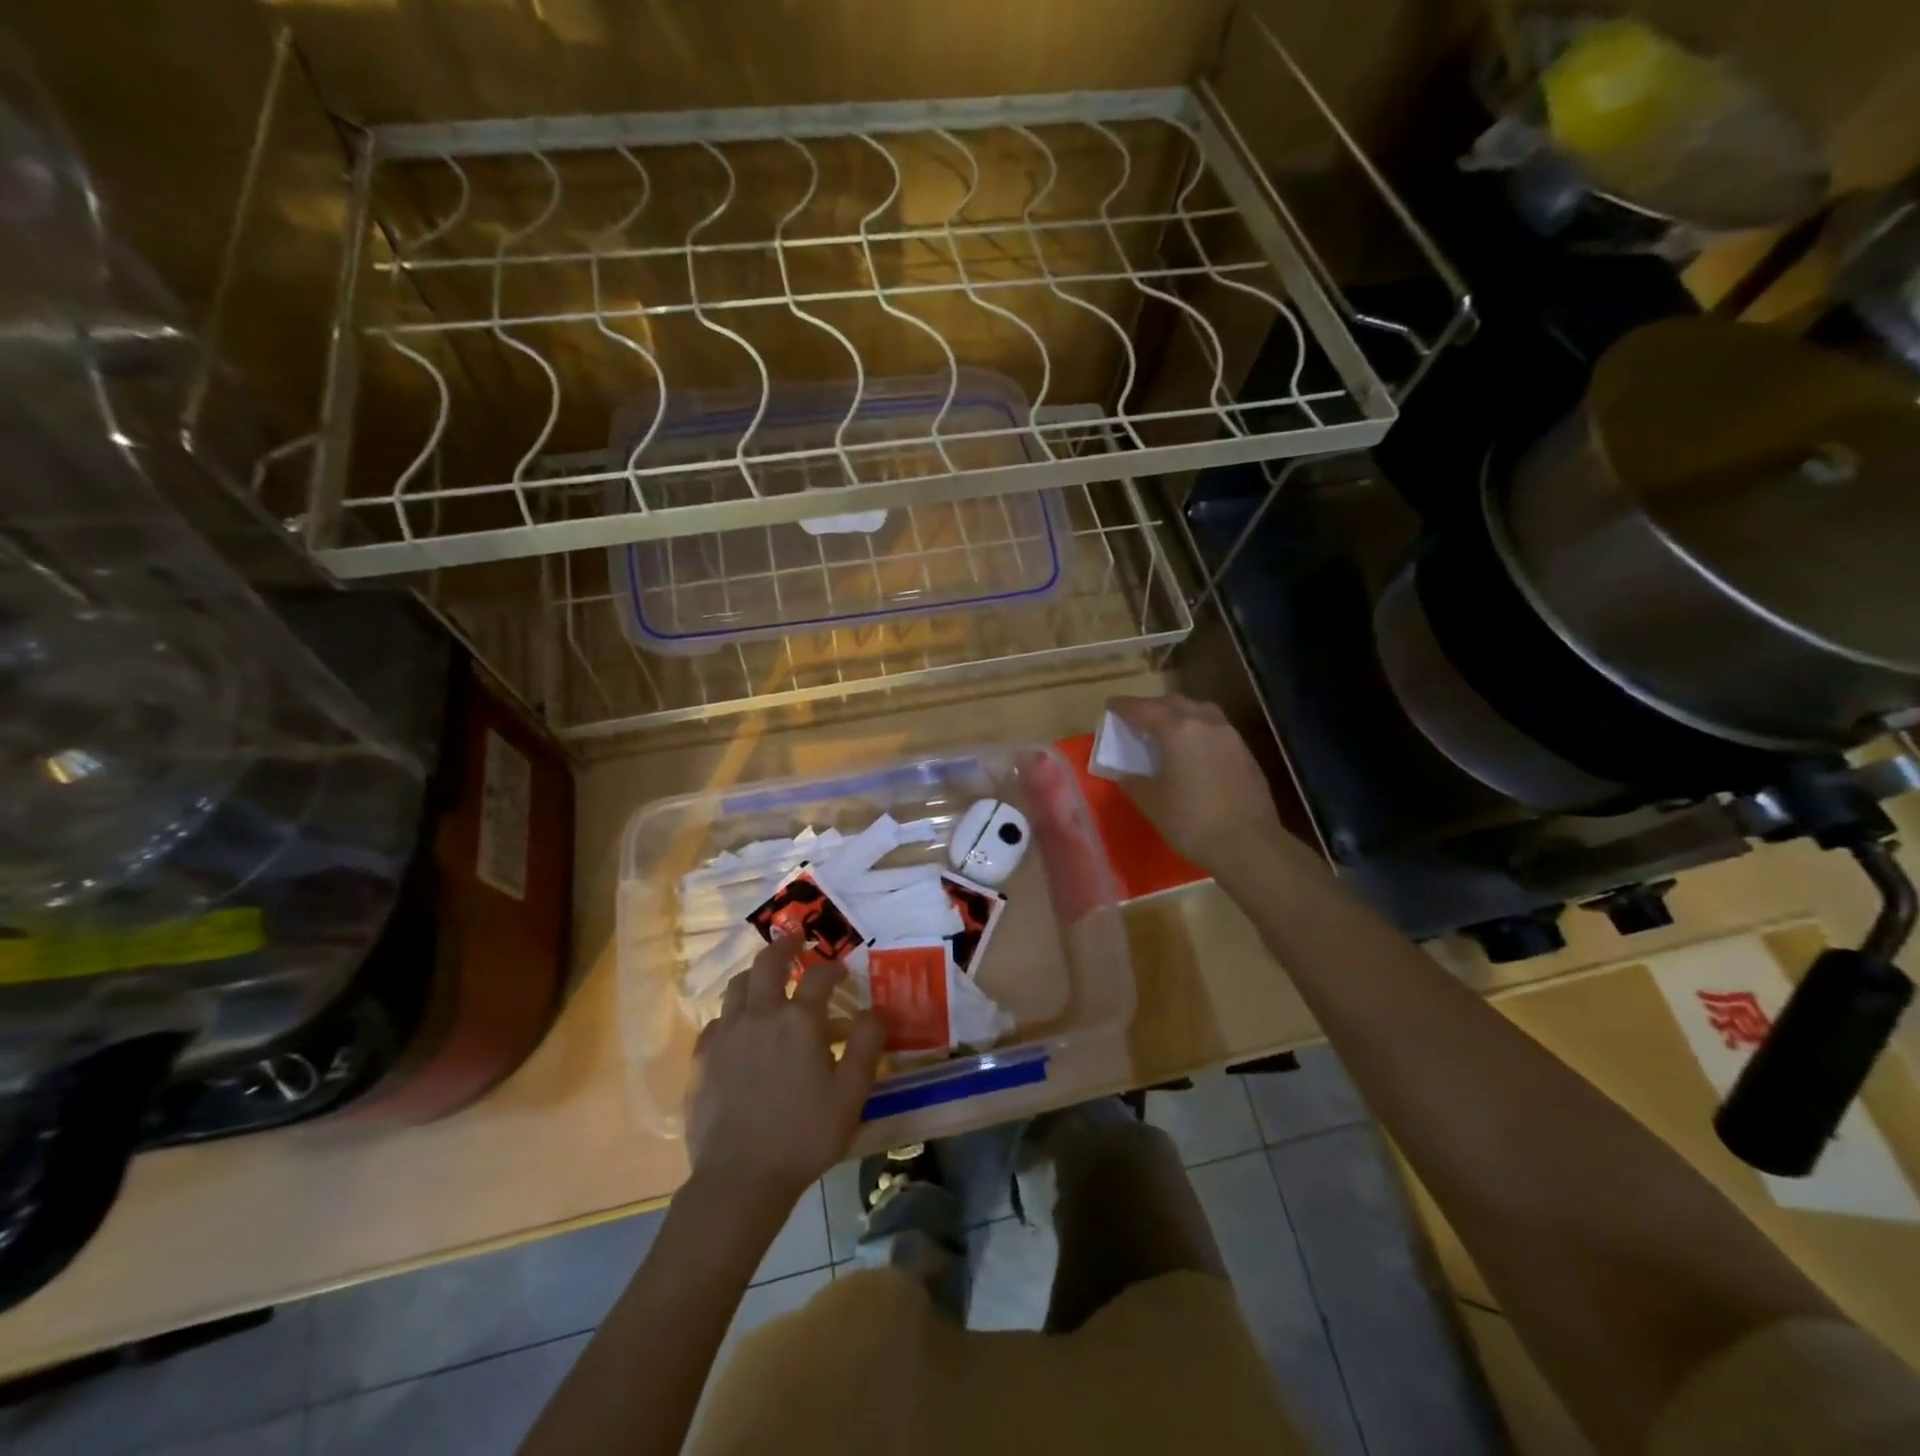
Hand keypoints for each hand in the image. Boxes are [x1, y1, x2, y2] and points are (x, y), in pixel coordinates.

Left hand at [686, 937, 884, 1205]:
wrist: (740, 1178)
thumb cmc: (804, 1135)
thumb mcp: (851, 1094)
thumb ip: (867, 1045)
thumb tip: (875, 1011)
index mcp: (799, 1020)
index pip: (819, 976)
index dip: (833, 968)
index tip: (841, 970)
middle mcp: (760, 1014)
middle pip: (768, 963)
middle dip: (785, 946)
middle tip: (796, 940)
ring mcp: (726, 1033)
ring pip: (738, 986)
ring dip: (755, 974)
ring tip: (766, 979)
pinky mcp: (702, 1057)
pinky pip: (717, 1020)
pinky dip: (733, 1013)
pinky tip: (739, 1028)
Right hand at [1106, 694, 1292, 876]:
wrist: (1248, 844)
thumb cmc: (1191, 820)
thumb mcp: (1152, 803)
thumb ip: (1135, 782)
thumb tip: (1126, 775)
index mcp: (1177, 731)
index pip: (1144, 709)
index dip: (1124, 706)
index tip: (1111, 706)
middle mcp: (1205, 724)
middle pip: (1175, 703)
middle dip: (1154, 706)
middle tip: (1138, 718)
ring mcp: (1230, 737)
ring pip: (1201, 711)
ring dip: (1181, 714)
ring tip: (1168, 729)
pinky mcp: (1246, 754)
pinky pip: (1217, 730)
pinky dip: (1200, 731)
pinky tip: (1194, 751)